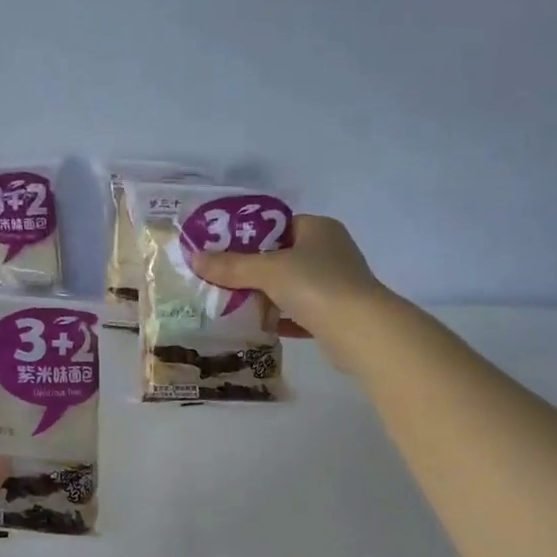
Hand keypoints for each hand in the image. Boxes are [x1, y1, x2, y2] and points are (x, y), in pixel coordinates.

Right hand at [188, 214, 392, 359]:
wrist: (360, 331)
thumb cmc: (316, 285)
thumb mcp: (268, 271)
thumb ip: (232, 266)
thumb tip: (195, 258)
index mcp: (319, 229)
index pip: (279, 225)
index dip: (249, 235)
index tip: (221, 249)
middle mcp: (330, 252)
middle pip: (282, 257)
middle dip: (252, 270)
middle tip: (220, 279)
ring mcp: (335, 285)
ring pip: (290, 287)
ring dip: (264, 297)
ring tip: (230, 304)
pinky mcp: (334, 315)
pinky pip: (298, 313)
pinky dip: (279, 319)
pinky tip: (257, 327)